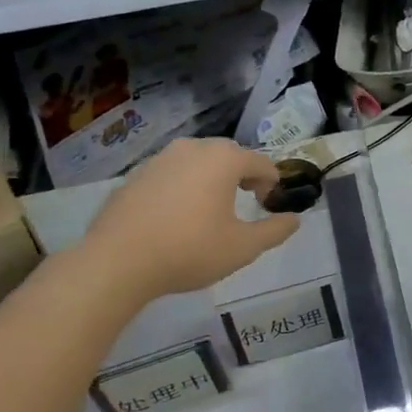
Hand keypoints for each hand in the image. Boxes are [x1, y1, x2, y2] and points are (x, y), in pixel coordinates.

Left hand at [85, 139, 299, 301]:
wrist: (116, 262)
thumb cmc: (189, 250)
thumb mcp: (243, 247)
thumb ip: (274, 231)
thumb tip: (295, 220)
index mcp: (223, 159)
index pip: (261, 162)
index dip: (272, 183)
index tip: (269, 206)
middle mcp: (193, 148)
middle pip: (229, 155)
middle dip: (242, 175)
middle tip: (246, 202)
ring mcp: (160, 159)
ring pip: (197, 162)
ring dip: (211, 179)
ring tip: (211, 209)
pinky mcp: (135, 175)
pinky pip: (171, 174)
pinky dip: (183, 187)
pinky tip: (177, 217)